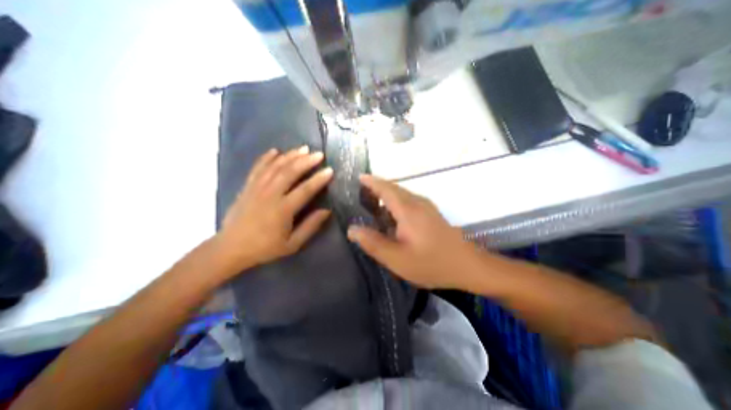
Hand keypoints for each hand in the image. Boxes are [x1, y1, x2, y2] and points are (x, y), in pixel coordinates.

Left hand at [215, 145, 332, 273]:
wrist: (231, 248)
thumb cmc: (265, 247)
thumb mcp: (292, 244)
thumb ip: (310, 226)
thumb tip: (326, 211)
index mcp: (283, 210)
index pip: (305, 190)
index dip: (319, 179)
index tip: (330, 170)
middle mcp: (270, 195)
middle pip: (290, 172)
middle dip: (306, 161)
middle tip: (319, 154)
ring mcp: (256, 188)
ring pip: (275, 167)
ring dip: (290, 156)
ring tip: (303, 149)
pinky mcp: (247, 187)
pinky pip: (257, 168)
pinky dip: (266, 158)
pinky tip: (275, 150)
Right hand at [346, 174, 477, 289]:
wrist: (468, 265)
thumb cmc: (431, 263)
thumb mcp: (397, 259)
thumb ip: (373, 243)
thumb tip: (352, 229)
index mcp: (408, 210)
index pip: (386, 188)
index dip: (371, 182)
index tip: (359, 177)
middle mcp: (418, 203)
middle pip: (394, 188)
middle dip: (377, 187)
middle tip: (360, 193)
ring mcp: (427, 207)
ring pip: (402, 194)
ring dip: (387, 194)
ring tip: (372, 202)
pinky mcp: (431, 214)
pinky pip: (409, 200)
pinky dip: (396, 201)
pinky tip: (391, 215)